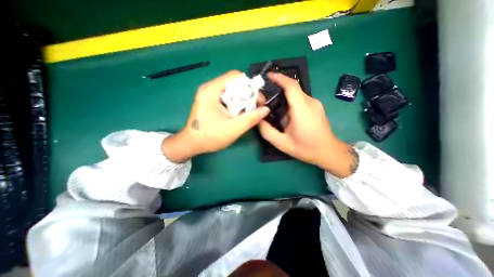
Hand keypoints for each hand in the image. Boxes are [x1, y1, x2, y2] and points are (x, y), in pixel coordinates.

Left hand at [162, 70, 269, 163]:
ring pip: (232, 90)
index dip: (250, 86)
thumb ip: (251, 119)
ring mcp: (209, 94)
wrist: (191, 144)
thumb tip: (266, 109)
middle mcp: (209, 88)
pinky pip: (227, 96)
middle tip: (255, 107)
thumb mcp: (233, 129)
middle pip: (234, 82)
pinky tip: (239, 113)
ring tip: (249, 111)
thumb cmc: (210, 137)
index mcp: (211, 90)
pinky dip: (236, 102)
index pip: (236, 76)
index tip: (258, 100)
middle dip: (248, 93)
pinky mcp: (210, 100)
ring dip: (243, 99)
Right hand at [257, 73, 357, 176]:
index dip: (279, 78)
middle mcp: (310, 102)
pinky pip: (301, 99)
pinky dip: (291, 101)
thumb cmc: (306, 149)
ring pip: (296, 94)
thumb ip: (267, 131)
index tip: (268, 76)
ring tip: (273, 106)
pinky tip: (285, 113)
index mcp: (302, 110)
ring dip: (284, 96)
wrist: (328, 152)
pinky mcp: (316, 107)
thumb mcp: (282, 143)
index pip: (291, 86)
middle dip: (278, 88)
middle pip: (293, 89)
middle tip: (265, 96)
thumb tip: (258, 118)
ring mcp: (315, 104)